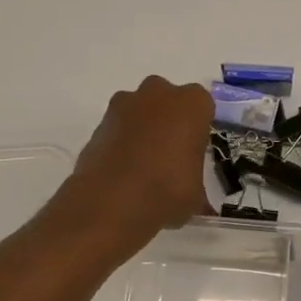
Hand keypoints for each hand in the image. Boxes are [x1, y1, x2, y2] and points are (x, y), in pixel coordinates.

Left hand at [65, 76, 213, 249]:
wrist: (110, 202)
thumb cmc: (166, 191)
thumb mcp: (196, 197)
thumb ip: (198, 189)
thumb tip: (200, 205)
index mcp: (191, 104)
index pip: (203, 106)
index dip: (199, 129)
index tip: (195, 152)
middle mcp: (157, 94)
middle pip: (168, 100)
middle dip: (169, 121)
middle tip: (171, 156)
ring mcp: (123, 106)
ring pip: (139, 111)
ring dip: (142, 129)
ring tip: (144, 166)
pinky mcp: (97, 124)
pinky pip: (117, 128)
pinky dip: (120, 143)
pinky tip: (123, 172)